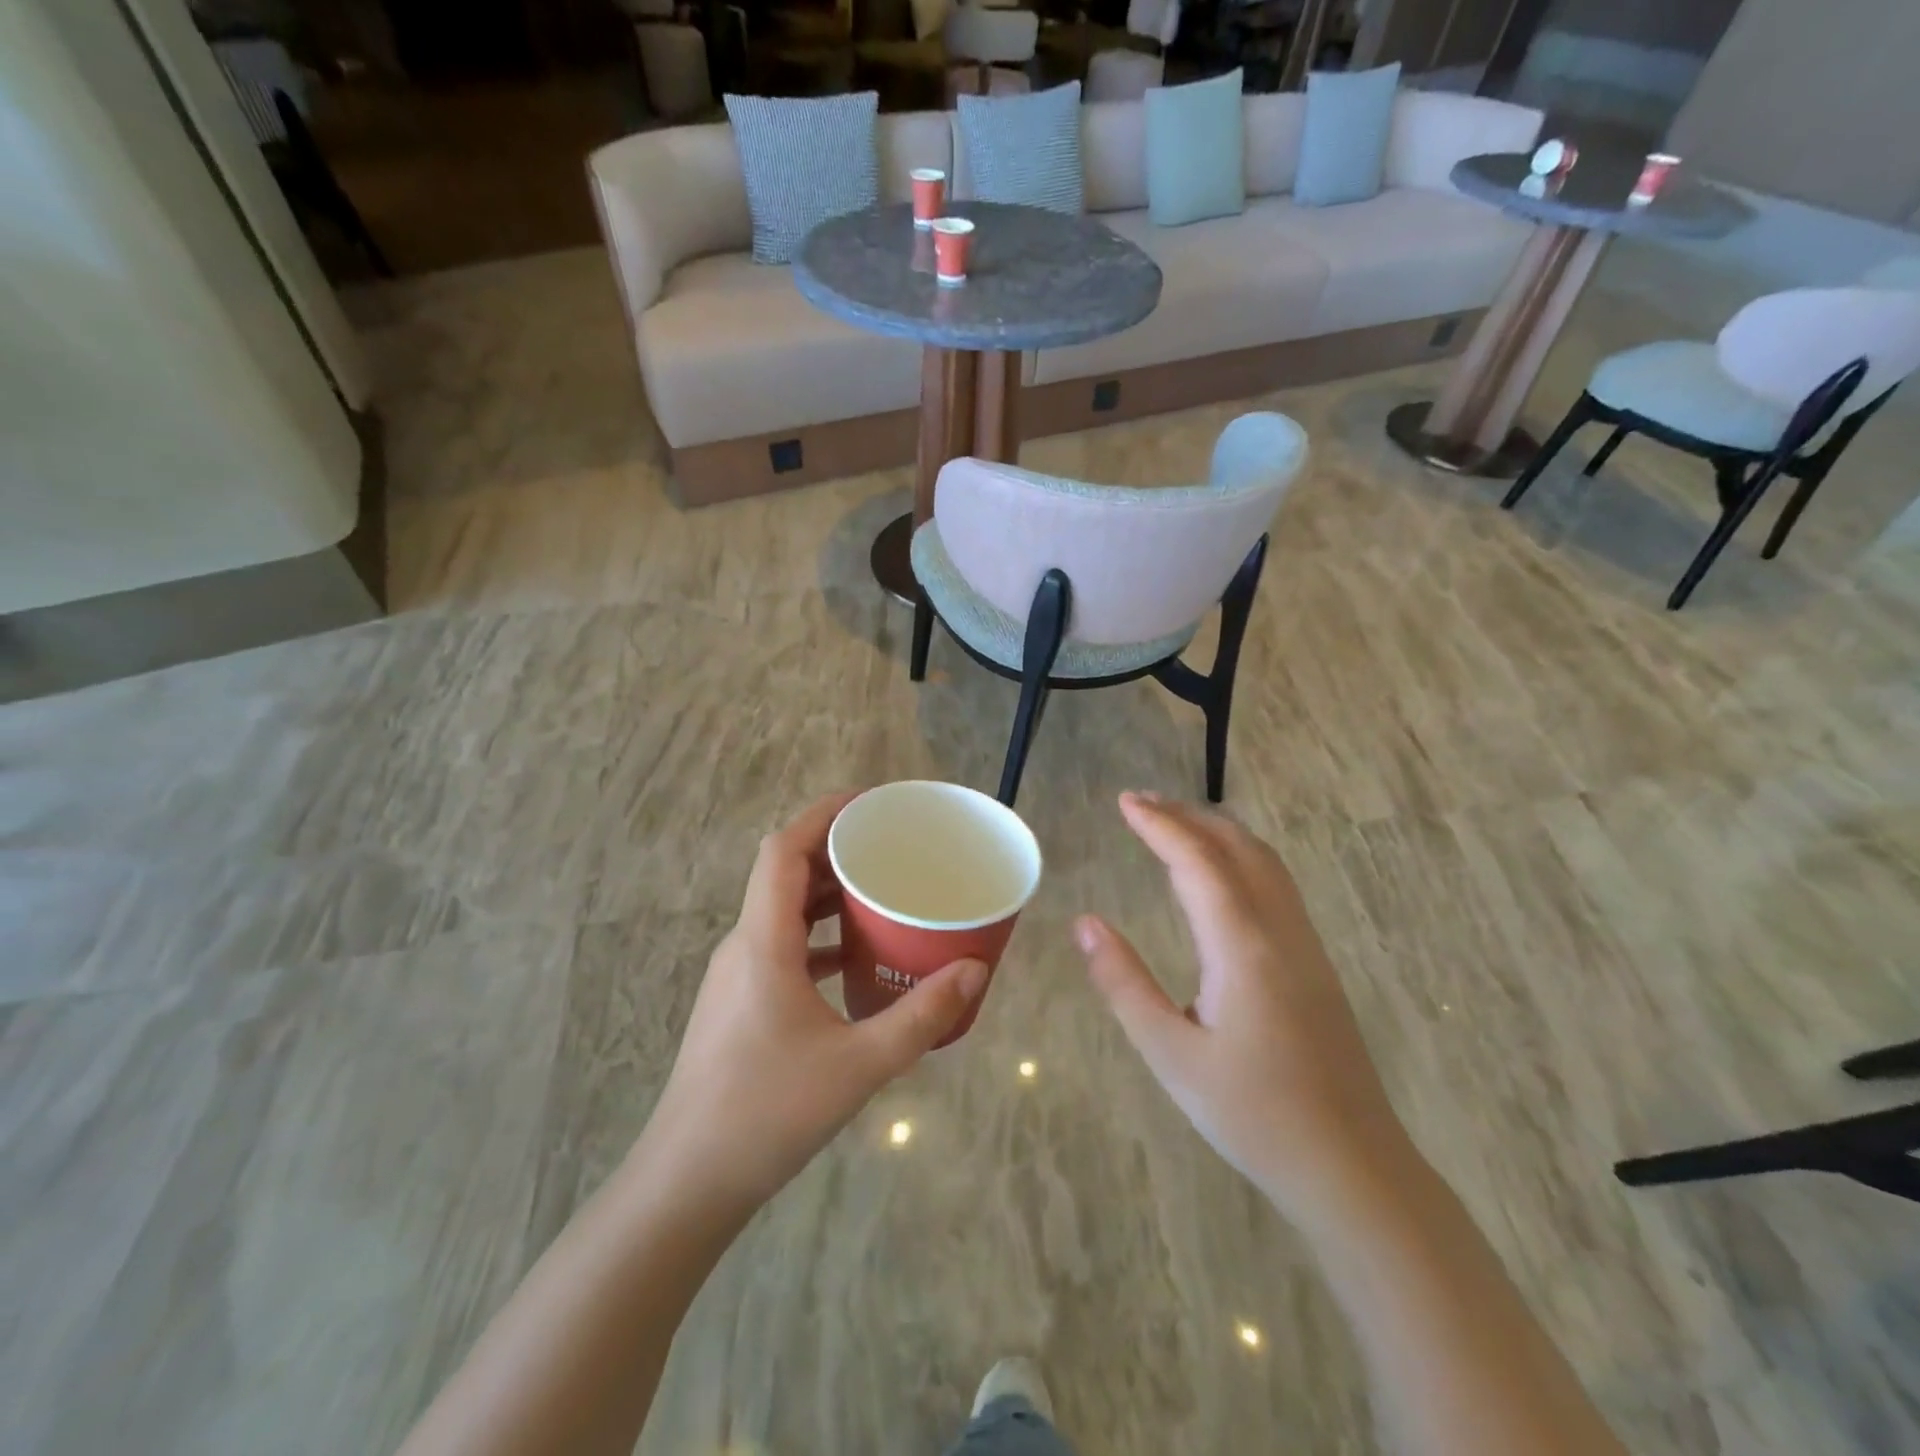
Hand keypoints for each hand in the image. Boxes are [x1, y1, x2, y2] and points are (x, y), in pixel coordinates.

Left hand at [637, 792, 987, 1211]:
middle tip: (892, 846)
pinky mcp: (740, 1001)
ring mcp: (738, 974)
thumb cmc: (766, 1115)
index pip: (783, 849)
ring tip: (883, 891)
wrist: (687, 1184)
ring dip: (828, 893)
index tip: (870, 804)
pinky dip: (819, 935)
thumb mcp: (858, 1066)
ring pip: (784, 909)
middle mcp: (744, 945)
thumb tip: (975, 971)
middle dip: (837, 849)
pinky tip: (857, 957)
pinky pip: (783, 944)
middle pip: (785, 872)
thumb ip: (921, 1018)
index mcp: (763, 942)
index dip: (823, 814)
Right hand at [1075, 793, 1409, 1214]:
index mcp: (1243, 946)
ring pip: (1264, 862)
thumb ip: (1124, 983)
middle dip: (1188, 816)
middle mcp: (1280, 931)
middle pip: (1237, 847)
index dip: (1159, 825)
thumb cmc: (1253, 1114)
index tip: (1124, 802)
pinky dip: (1240, 857)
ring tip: (1175, 824)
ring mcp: (1306, 945)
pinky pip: (1276, 885)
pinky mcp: (1316, 964)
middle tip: (1141, 803)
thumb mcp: (1171, 1054)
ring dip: (1218, 832)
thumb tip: (1085, 923)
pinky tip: (1220, 877)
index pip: (1197, 862)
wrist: (1352, 1167)